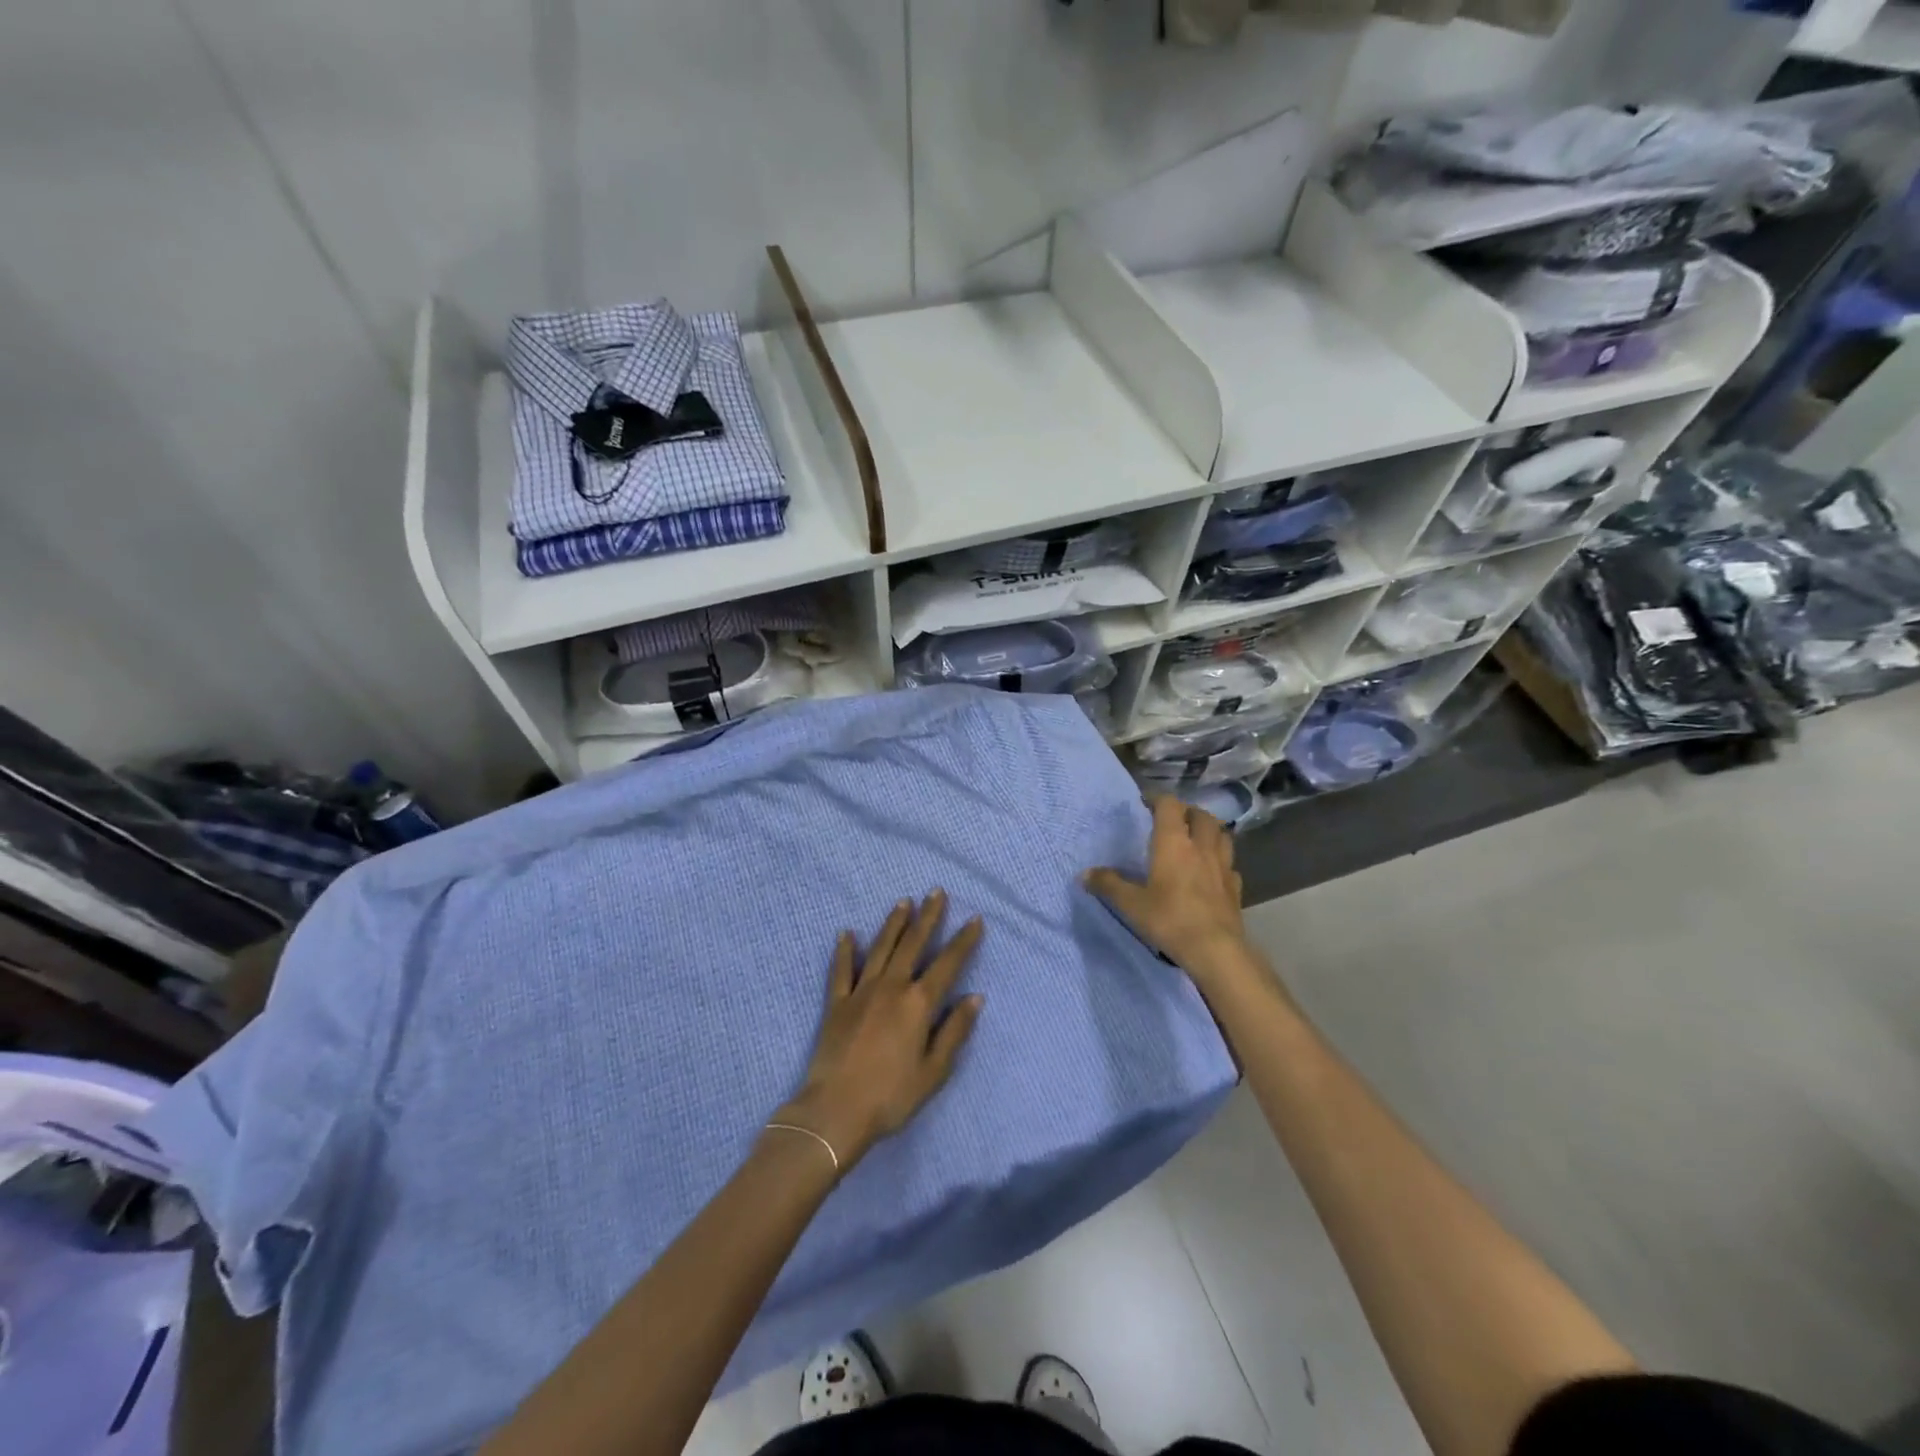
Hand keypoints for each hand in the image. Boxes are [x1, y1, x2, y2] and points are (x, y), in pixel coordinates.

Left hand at [775, 892, 983, 1172]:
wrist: (835, 1110)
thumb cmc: (892, 1096)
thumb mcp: (934, 1071)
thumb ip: (955, 1031)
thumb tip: (975, 997)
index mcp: (918, 1003)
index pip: (947, 964)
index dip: (963, 941)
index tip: (974, 919)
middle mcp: (891, 987)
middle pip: (912, 944)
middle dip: (927, 917)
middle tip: (936, 891)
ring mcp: (860, 992)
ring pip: (880, 948)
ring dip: (893, 923)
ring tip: (903, 901)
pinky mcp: (836, 1003)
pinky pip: (841, 970)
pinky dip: (844, 950)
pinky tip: (846, 933)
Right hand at [1086, 796, 1253, 987]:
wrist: (1215, 950)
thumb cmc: (1169, 919)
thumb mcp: (1131, 903)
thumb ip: (1108, 885)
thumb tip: (1084, 874)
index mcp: (1173, 843)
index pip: (1170, 805)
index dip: (1158, 799)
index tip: (1145, 803)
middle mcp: (1201, 847)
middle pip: (1202, 815)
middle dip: (1188, 812)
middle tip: (1174, 820)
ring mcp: (1223, 867)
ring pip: (1222, 835)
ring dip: (1209, 831)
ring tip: (1197, 839)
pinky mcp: (1236, 888)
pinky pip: (1230, 865)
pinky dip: (1221, 861)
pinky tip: (1213, 872)